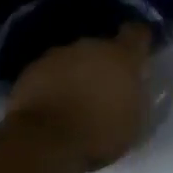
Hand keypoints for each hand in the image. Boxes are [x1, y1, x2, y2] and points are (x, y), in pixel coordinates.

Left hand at [4, 25, 152, 170]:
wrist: (45, 139)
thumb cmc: (99, 133)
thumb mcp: (135, 122)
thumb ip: (137, 96)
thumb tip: (133, 87)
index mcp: (122, 56)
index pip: (137, 33)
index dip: (139, 41)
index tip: (138, 55)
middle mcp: (91, 46)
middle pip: (102, 47)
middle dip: (105, 64)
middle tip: (105, 90)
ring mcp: (59, 54)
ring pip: (75, 58)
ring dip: (78, 73)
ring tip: (76, 100)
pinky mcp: (33, 67)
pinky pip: (51, 70)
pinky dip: (54, 82)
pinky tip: (53, 104)